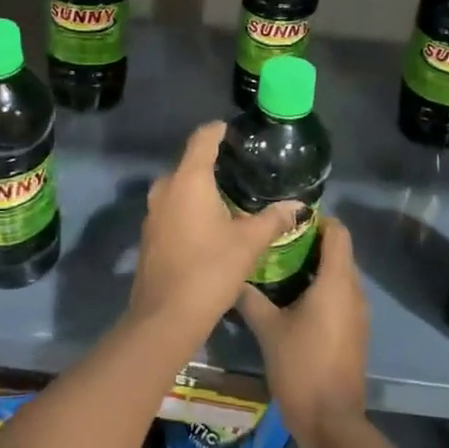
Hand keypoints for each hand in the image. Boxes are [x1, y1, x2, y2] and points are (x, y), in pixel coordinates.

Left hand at [130, 122, 301, 341]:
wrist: (165, 317)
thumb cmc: (210, 269)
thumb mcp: (249, 243)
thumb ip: (273, 219)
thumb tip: (298, 205)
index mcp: (188, 179)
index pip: (203, 138)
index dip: (221, 130)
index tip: (240, 134)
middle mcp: (165, 188)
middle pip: (191, 162)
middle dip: (215, 163)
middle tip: (246, 170)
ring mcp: (153, 212)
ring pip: (180, 187)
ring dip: (203, 188)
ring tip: (233, 196)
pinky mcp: (150, 234)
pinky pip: (173, 208)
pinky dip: (191, 208)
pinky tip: (213, 223)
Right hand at [238, 220, 369, 444]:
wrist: (331, 423)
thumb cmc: (301, 367)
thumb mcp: (268, 330)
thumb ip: (250, 298)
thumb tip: (230, 277)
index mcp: (337, 282)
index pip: (338, 232)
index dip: (317, 220)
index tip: (288, 220)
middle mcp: (354, 291)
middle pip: (339, 252)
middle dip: (310, 243)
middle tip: (275, 243)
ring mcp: (359, 314)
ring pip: (340, 276)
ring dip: (315, 268)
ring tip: (279, 269)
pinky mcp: (356, 333)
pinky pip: (341, 297)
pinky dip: (322, 290)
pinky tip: (294, 301)